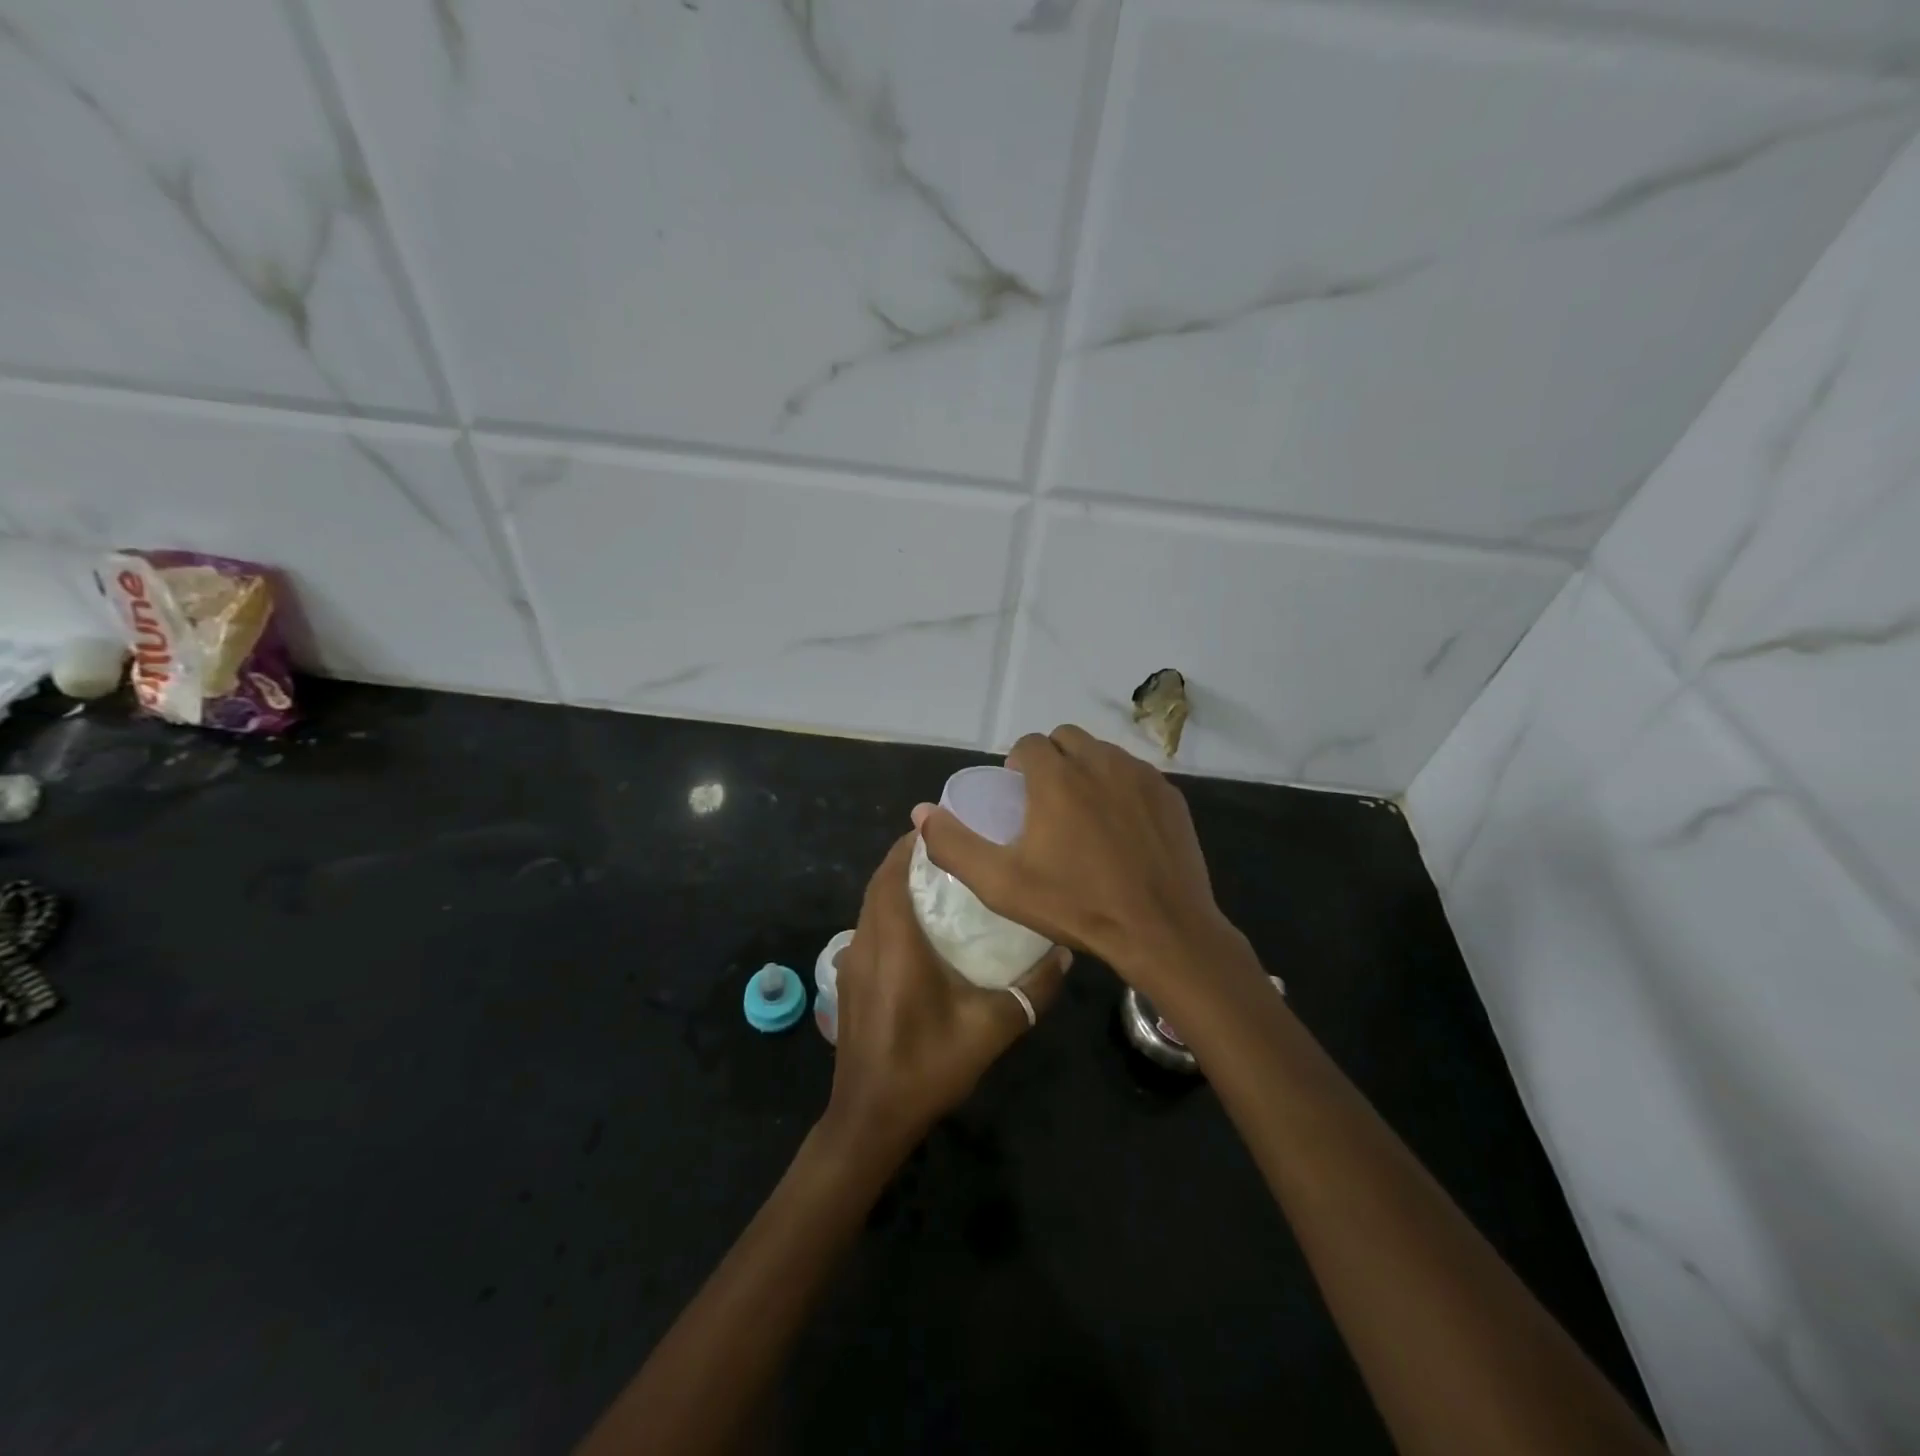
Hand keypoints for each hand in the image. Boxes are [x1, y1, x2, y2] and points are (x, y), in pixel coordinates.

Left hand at [827, 832, 1069, 1154]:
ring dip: (896, 886)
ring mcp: (850, 964)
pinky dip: (887, 913)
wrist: (870, 1120)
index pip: (892, 874)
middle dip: (907, 859)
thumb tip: (1065, 954)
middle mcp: (865, 944)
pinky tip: (918, 931)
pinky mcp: (848, 982)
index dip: (911, 845)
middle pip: (879, 884)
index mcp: (894, 944)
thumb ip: (1031, 991)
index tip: (943, 827)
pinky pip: (866, 929)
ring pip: (869, 906)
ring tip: (939, 882)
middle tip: (950, 851)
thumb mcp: (991, 1030)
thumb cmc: (927, 1067)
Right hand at [913, 725, 1238, 984]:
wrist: (1162, 930)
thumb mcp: (1001, 884)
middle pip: (1066, 739)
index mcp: (1057, 776)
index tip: (1017, 797)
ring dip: (1086, 769)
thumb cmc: (1077, 905)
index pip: (1029, 743)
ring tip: (1083, 814)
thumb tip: (921, 813)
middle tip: (1047, 802)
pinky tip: (1121, 827)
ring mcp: (1140, 776)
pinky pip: (1135, 774)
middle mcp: (1100, 762)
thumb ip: (954, 845)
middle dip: (1051, 759)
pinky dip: (1121, 787)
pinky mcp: (1170, 794)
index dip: (1017, 764)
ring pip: (1103, 753)